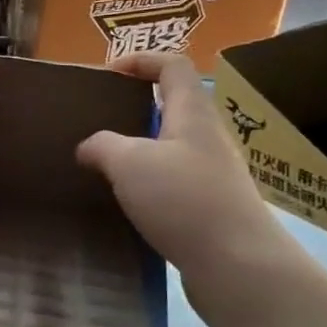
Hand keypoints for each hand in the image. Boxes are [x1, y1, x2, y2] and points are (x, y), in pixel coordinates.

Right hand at [77, 53, 297, 310]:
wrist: (237, 266)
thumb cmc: (184, 200)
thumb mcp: (130, 163)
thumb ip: (102, 146)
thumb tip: (89, 148)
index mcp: (193, 114)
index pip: (173, 66)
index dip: (141, 60)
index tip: (107, 74)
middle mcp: (207, 139)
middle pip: (173, 107)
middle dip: (135, 109)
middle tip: (98, 122)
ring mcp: (212, 176)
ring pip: (170, 148)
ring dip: (138, 150)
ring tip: (103, 165)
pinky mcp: (209, 209)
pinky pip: (172, 184)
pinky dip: (146, 185)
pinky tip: (124, 203)